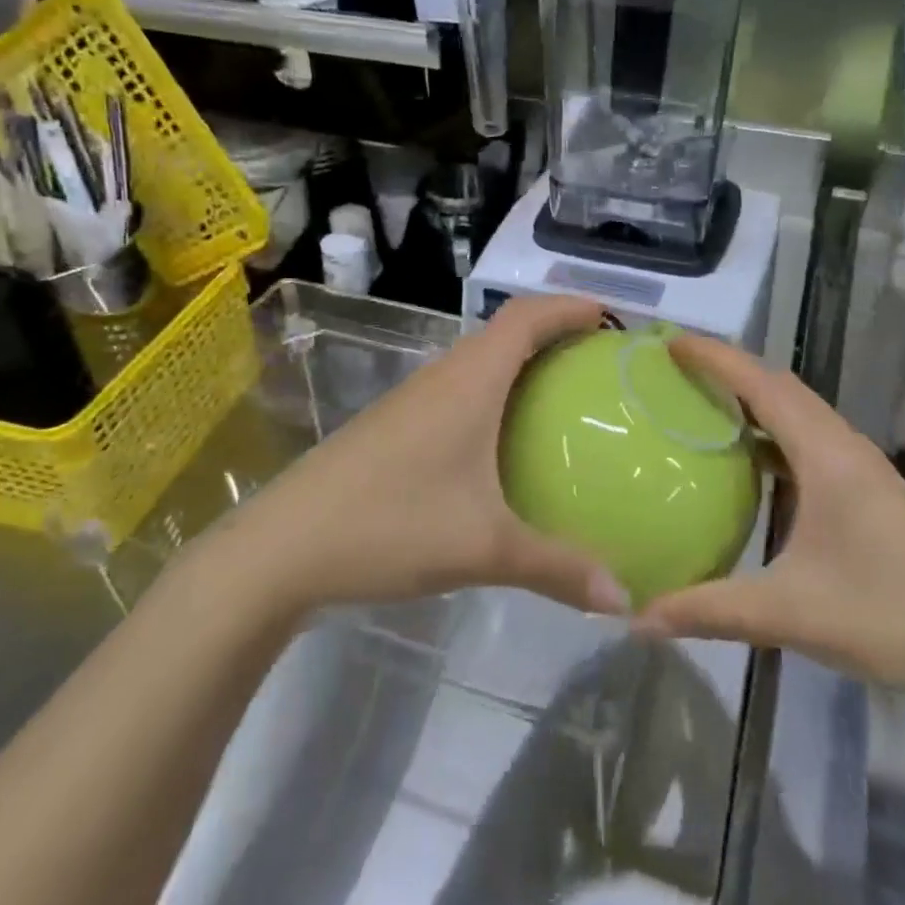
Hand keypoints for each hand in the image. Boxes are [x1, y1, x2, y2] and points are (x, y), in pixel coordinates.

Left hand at [222, 296, 630, 618]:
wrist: (281, 547)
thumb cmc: (388, 525)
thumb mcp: (483, 548)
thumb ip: (556, 567)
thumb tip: (623, 597)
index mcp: (468, 381)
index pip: (525, 317)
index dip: (569, 307)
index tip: (612, 316)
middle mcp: (441, 378)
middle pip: (505, 333)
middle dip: (554, 334)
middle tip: (600, 362)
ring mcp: (412, 401)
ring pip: (478, 364)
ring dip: (521, 366)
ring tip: (564, 398)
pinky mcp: (394, 428)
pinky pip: (458, 393)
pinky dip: (494, 397)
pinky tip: (504, 445)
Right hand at [636, 337, 904, 709]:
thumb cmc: (891, 619)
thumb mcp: (791, 614)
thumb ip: (710, 611)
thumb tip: (639, 619)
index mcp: (827, 457)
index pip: (762, 386)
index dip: (715, 358)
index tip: (670, 343)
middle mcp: (845, 448)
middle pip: (781, 387)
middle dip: (729, 369)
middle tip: (677, 370)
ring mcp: (862, 469)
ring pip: (799, 412)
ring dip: (754, 399)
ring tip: (703, 404)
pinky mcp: (869, 491)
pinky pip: (810, 441)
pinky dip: (773, 434)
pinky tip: (750, 463)